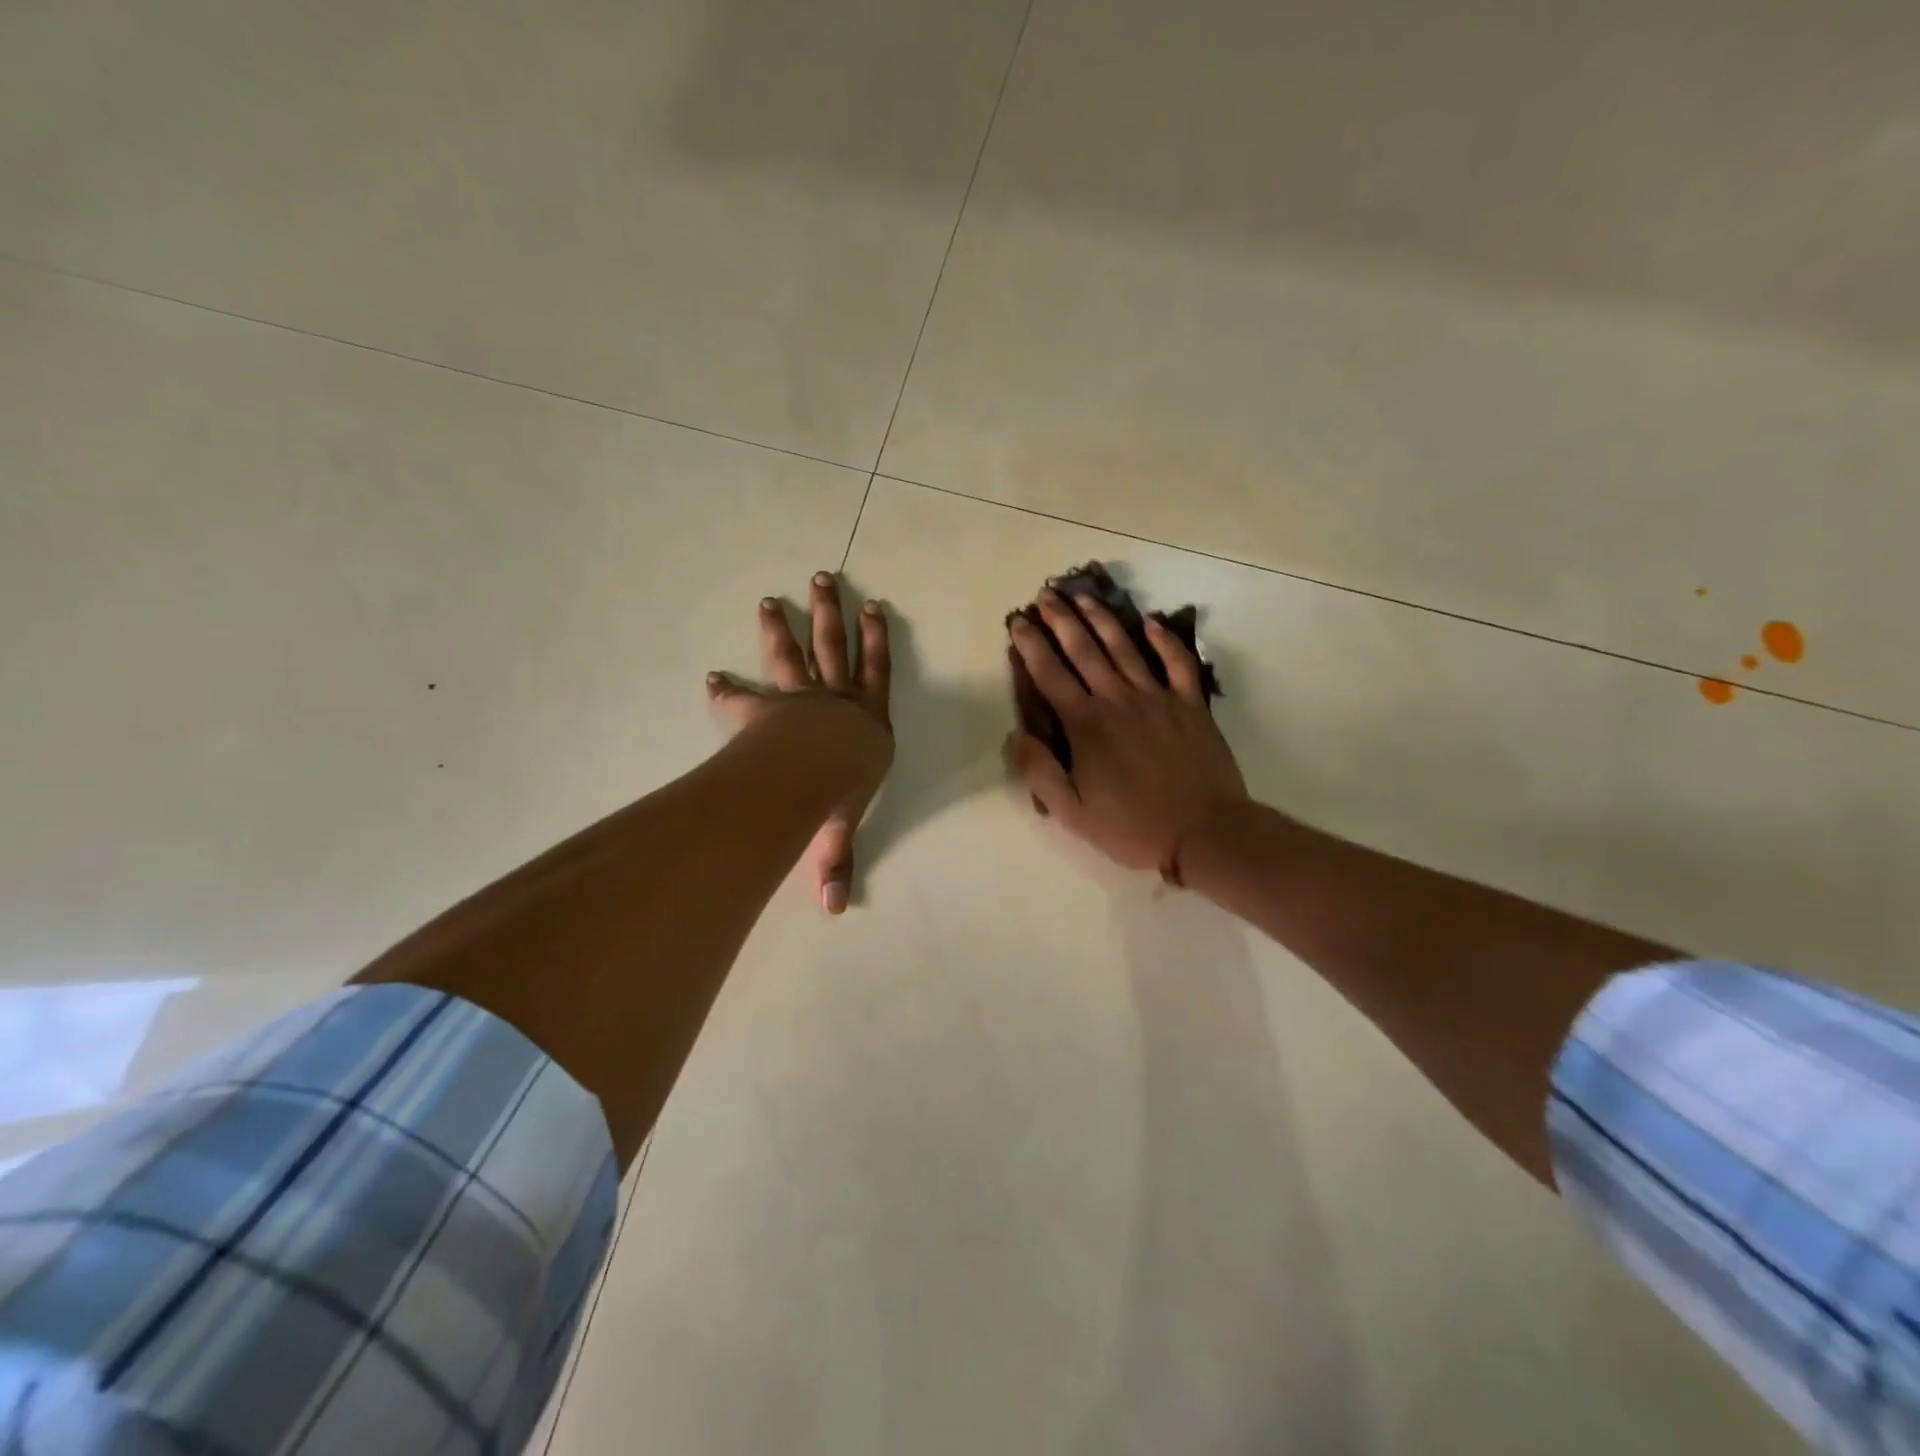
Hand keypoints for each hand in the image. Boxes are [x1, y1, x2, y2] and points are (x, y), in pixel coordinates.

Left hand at [707, 571, 891, 913]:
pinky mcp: (767, 708)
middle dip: (831, 613)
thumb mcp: (842, 828)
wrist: (810, 770)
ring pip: (797, 654)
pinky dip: (729, 688)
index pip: (877, 671)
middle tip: (823, 578)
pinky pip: (747, 694)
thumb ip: (835, 863)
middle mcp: (838, 700)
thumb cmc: (841, 790)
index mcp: (868, 721)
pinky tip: (712, 675)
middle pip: (835, 647)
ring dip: (786, 626)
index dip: (875, 640)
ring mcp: (801, 698)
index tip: (873, 606)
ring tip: (774, 596)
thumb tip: (836, 911)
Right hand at [1007, 589, 1246, 875]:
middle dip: (1062, 620)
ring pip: (1124, 647)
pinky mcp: (1190, 703)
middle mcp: (1117, 699)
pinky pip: (1177, 662)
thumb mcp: (1071, 812)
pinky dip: (1164, 639)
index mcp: (1086, 724)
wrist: (1204, 831)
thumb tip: (1017, 736)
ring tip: (1084, 597)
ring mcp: (1157, 697)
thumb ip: (1039, 772)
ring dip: (1101, 619)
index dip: (1031, 646)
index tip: (1018, 622)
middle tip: (1047, 595)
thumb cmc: (1132, 826)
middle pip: (1084, 650)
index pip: (1050, 675)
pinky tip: (1150, 621)